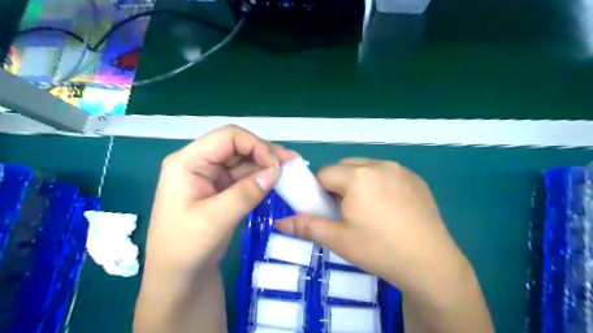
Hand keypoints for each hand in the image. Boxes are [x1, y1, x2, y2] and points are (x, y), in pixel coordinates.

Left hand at [146, 126, 298, 274]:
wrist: (178, 276)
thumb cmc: (186, 247)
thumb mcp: (215, 219)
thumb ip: (245, 193)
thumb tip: (275, 171)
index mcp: (188, 162)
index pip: (228, 137)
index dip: (255, 145)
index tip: (276, 166)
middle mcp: (200, 163)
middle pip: (238, 146)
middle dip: (265, 153)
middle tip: (292, 163)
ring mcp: (211, 176)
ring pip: (244, 160)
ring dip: (267, 164)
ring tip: (290, 169)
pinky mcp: (221, 189)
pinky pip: (245, 176)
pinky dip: (262, 177)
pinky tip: (277, 181)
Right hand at [275, 159, 470, 301]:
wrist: (430, 264)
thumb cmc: (379, 250)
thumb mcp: (338, 240)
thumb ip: (307, 226)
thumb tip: (279, 223)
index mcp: (358, 176)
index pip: (325, 174)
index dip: (319, 190)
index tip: (325, 209)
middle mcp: (379, 165)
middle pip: (345, 168)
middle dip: (338, 184)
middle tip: (345, 210)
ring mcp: (400, 170)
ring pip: (366, 168)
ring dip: (358, 182)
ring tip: (367, 209)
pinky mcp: (416, 179)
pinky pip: (387, 174)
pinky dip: (379, 183)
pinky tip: (388, 208)